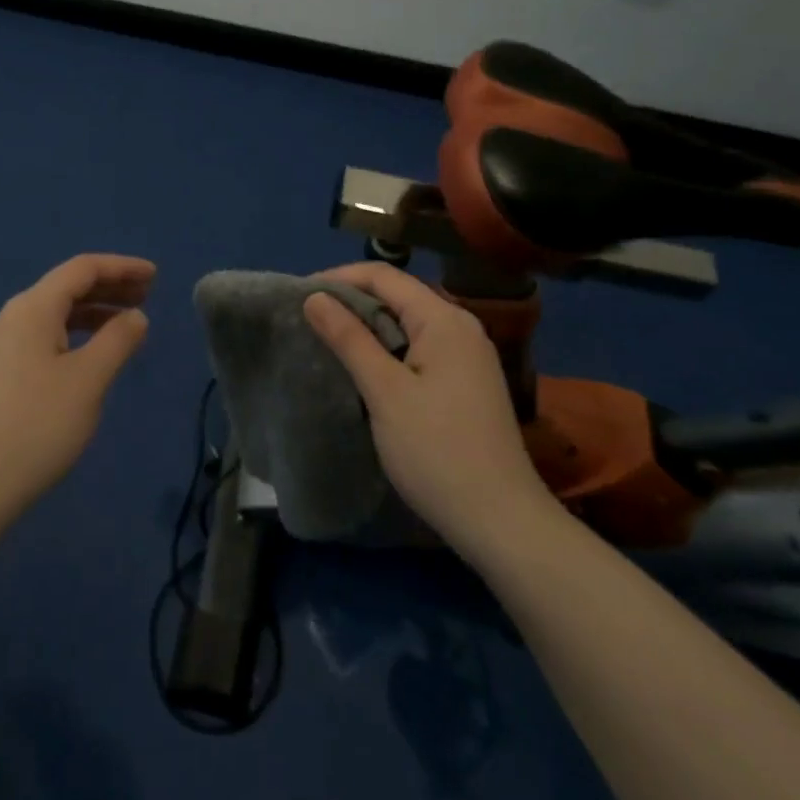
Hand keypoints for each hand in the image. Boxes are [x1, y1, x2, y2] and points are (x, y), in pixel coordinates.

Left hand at [0, 254, 154, 518]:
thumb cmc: (37, 425)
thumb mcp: (88, 380)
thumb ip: (117, 340)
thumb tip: (135, 316)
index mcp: (32, 308)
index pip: (82, 269)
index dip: (121, 267)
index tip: (156, 276)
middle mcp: (12, 317)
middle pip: (66, 287)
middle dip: (109, 287)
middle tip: (148, 296)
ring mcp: (0, 346)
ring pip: (54, 314)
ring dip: (93, 312)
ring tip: (127, 325)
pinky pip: (43, 336)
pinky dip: (74, 335)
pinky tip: (91, 355)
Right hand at [302, 263, 557, 540]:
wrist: (500, 523)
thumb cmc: (437, 451)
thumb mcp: (385, 391)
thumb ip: (349, 338)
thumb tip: (314, 296)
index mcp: (444, 320)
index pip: (384, 276)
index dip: (338, 278)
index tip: (298, 295)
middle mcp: (460, 328)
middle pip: (396, 296)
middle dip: (350, 302)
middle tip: (307, 320)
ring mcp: (467, 357)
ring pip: (406, 324)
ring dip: (366, 328)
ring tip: (327, 341)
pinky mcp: (465, 384)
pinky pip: (417, 349)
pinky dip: (386, 351)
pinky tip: (363, 370)